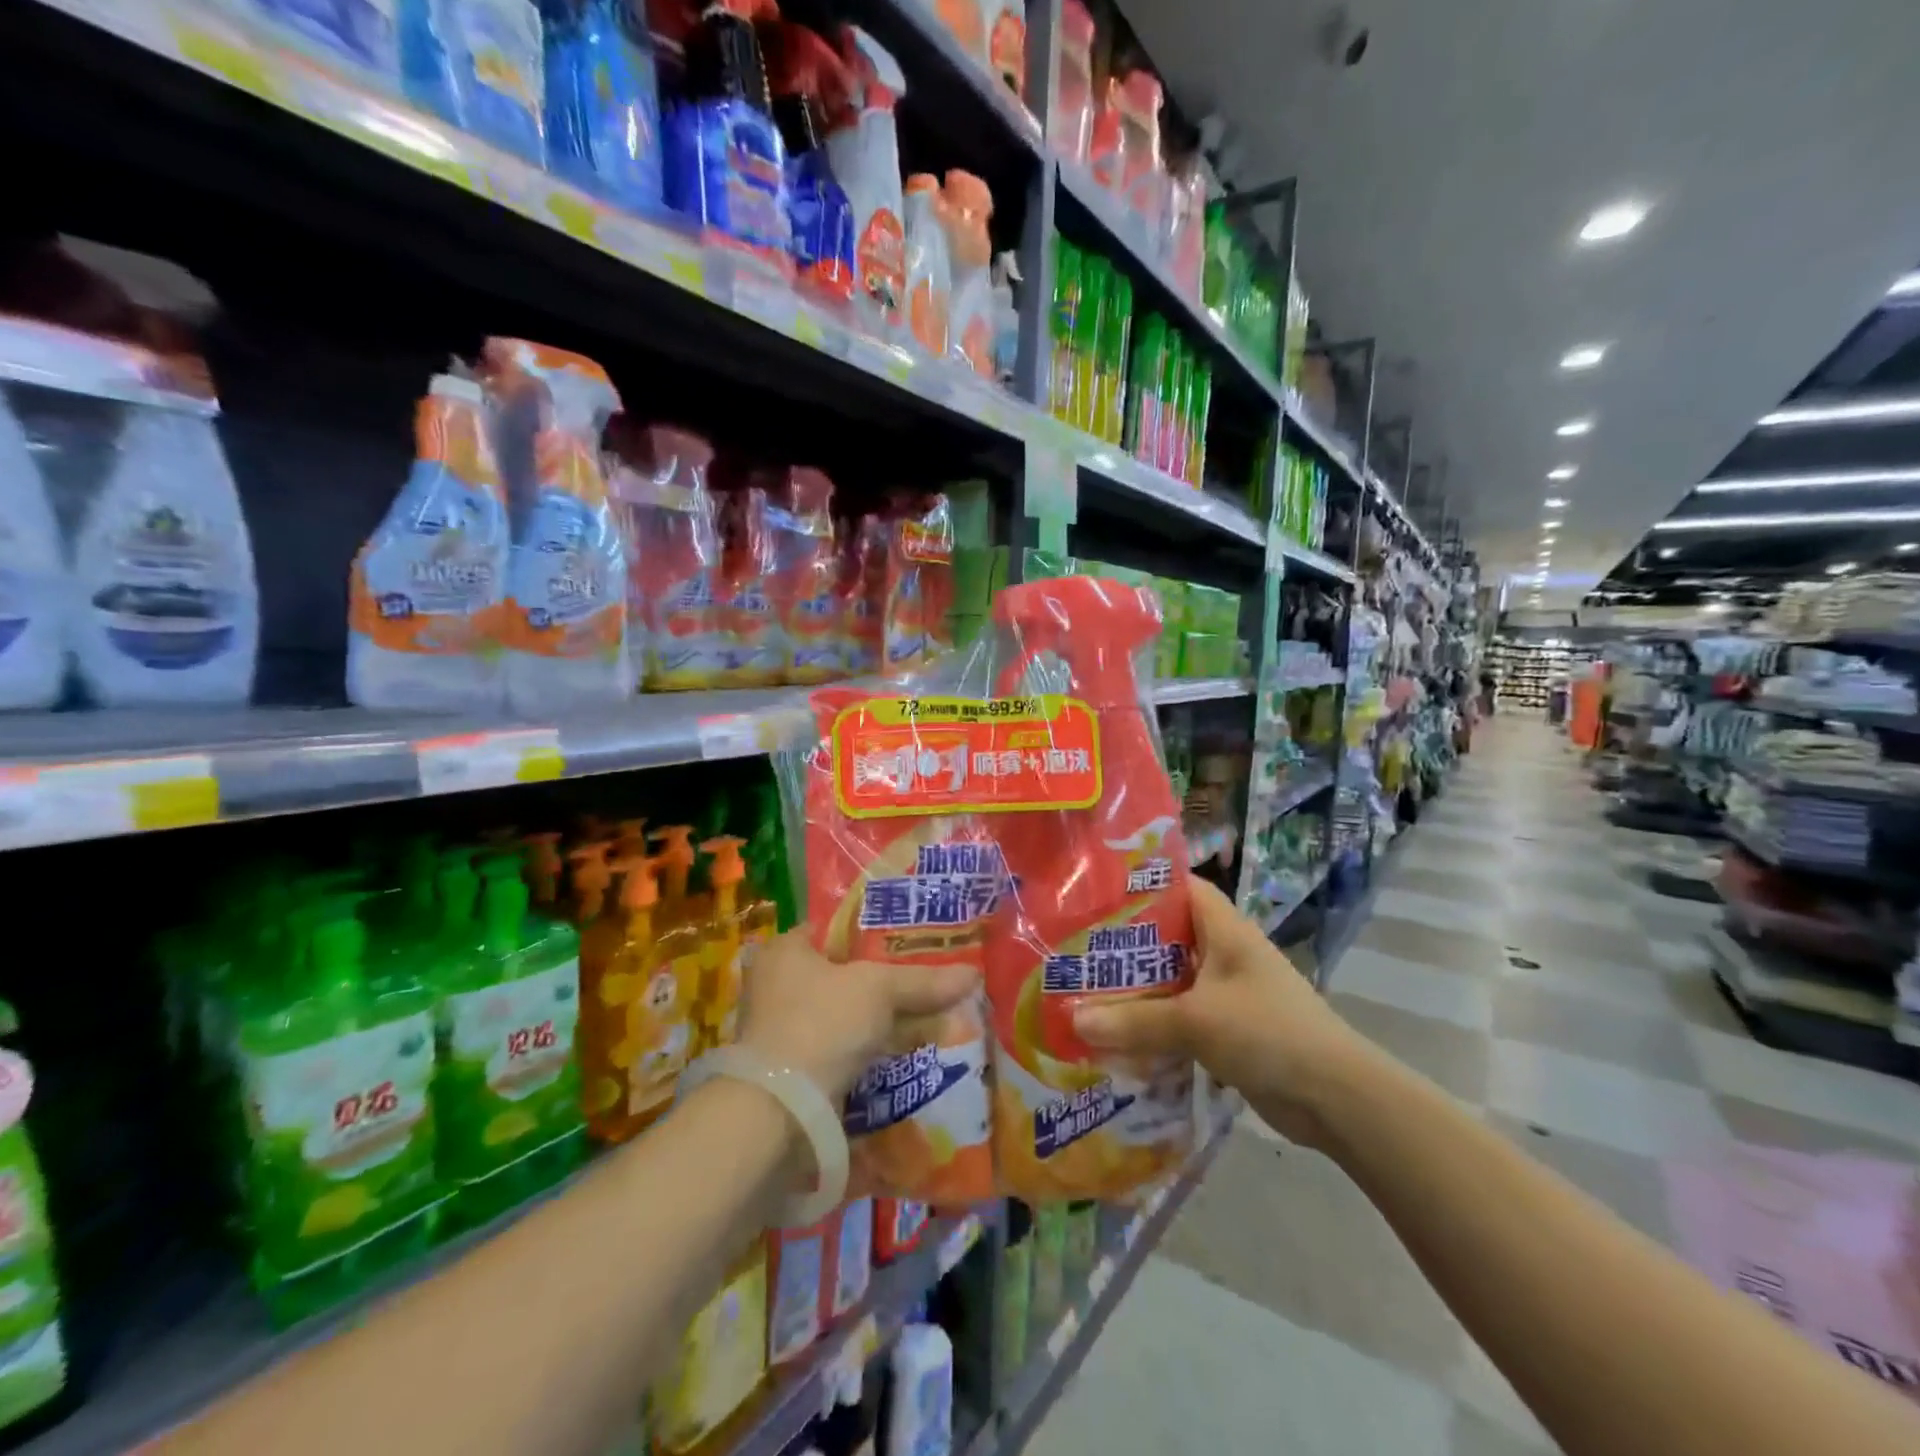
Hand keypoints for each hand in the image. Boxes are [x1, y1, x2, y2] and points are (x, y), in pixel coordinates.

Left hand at [738, 929, 978, 1102]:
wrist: (780, 1110)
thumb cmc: (822, 1023)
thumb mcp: (879, 990)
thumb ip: (923, 981)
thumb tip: (973, 974)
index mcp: (785, 950)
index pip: (836, 930)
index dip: (875, 934)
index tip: (912, 942)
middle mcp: (775, 984)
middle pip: (842, 974)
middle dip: (882, 982)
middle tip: (924, 980)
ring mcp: (781, 1029)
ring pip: (844, 1014)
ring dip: (878, 1020)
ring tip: (924, 1016)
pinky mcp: (792, 1068)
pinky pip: (840, 1048)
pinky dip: (867, 1050)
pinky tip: (901, 1051)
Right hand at [1071, 878, 1368, 1147]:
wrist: (1336, 1099)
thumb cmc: (1268, 1033)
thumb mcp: (1196, 1021)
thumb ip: (1135, 1020)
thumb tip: (1073, 1020)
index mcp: (1224, 929)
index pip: (1181, 887)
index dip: (1142, 884)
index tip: (1096, 892)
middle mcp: (1225, 953)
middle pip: (1168, 936)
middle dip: (1126, 943)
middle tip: (1076, 946)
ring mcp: (1228, 993)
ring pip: (1172, 980)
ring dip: (1137, 988)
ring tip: (1086, 989)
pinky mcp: (1229, 1030)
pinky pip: (1181, 1017)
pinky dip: (1154, 1024)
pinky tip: (1118, 1036)